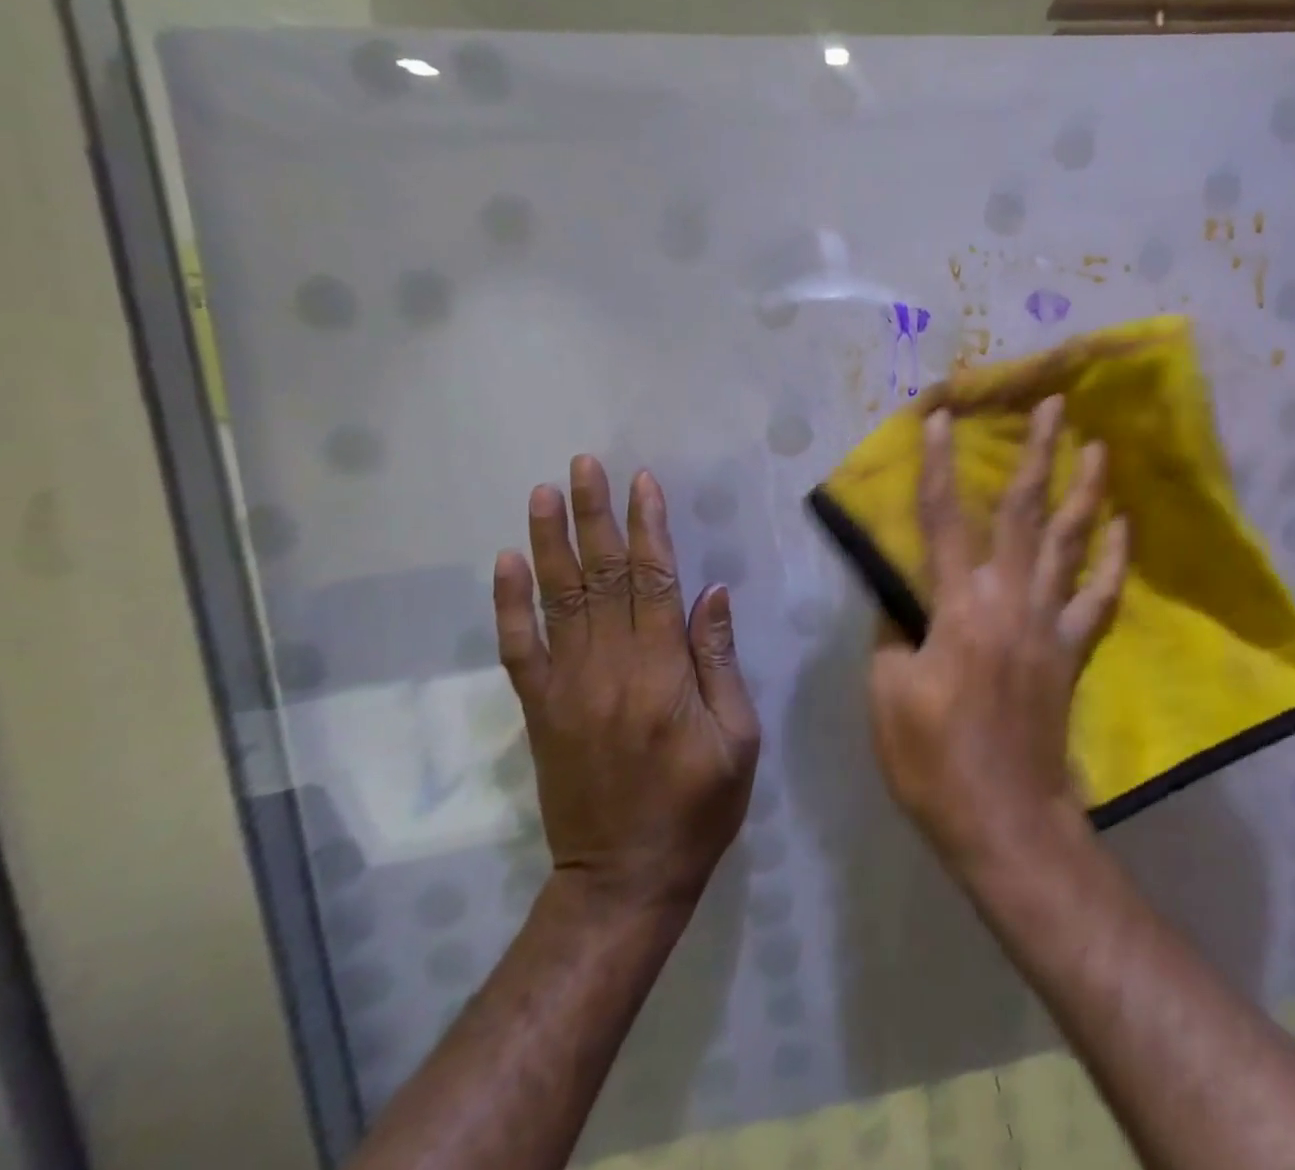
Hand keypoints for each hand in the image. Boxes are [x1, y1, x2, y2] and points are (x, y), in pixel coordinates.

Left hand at [494, 457, 760, 909]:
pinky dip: (509, 603)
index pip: (653, 582)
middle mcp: (607, 669)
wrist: (623, 878)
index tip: (642, 483)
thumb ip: (719, 660)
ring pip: (557, 600)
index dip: (647, 528)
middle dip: (594, 516)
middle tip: (585, 464)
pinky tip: (507, 562)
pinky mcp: (541, 709)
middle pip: (600, 578)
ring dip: (550, 542)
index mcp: (661, 674)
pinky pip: (519, 648)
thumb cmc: (698, 806)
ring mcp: (566, 688)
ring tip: (544, 493)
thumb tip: (712, 592)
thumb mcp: (737, 736)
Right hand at [869, 396, 1128, 871]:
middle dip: (1037, 453)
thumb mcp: (887, 695)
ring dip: (1085, 490)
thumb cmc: (933, 761)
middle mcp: (1008, 601)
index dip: (939, 465)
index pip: (943, 520)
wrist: (1004, 819)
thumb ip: (892, 634)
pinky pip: (1099, 597)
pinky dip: (1114, 559)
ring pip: (1070, 543)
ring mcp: (1048, 624)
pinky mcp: (1071, 650)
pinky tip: (1124, 526)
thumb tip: (901, 599)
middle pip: (1025, 513)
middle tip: (1054, 403)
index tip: (943, 418)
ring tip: (1099, 446)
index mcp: (957, 608)